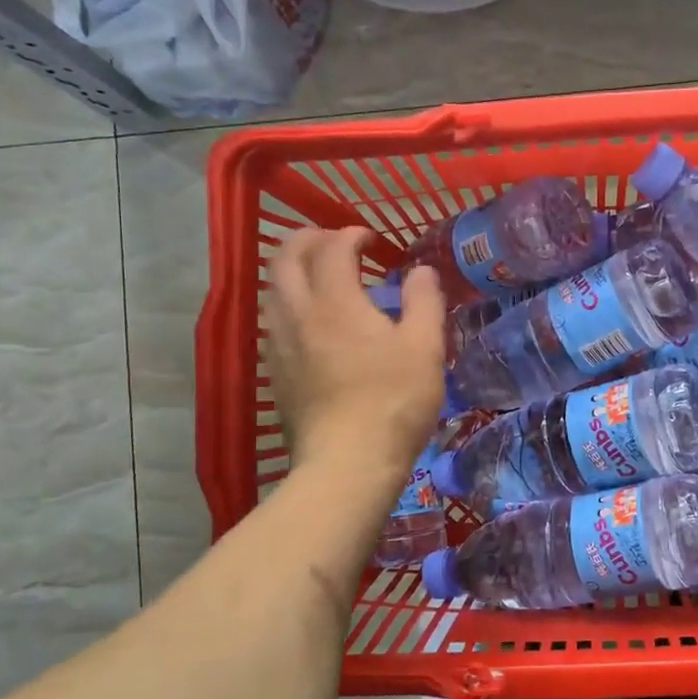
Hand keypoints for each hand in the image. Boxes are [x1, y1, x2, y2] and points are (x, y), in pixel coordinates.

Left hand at [265, 228, 445, 479]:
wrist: (347, 464)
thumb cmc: (393, 402)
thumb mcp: (425, 348)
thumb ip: (424, 301)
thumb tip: (421, 271)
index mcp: (336, 302)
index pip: (331, 248)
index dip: (349, 235)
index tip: (370, 239)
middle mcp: (298, 315)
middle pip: (285, 259)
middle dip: (307, 239)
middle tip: (332, 241)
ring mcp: (280, 346)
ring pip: (272, 291)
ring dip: (292, 271)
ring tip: (318, 277)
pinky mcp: (275, 375)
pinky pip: (272, 323)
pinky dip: (288, 305)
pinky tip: (309, 324)